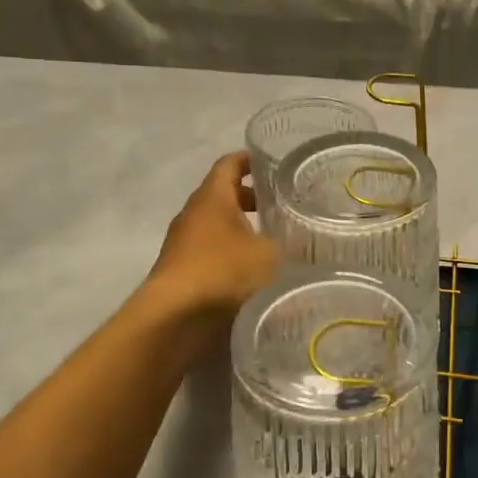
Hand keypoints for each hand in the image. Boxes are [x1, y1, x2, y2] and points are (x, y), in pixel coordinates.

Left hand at [147, 151, 278, 319]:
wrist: (173, 318)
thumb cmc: (222, 272)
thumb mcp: (269, 255)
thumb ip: (288, 244)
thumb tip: (304, 242)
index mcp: (212, 197)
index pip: (229, 164)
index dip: (250, 159)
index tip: (272, 162)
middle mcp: (193, 214)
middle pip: (223, 195)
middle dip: (252, 198)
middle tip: (282, 205)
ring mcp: (183, 244)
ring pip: (217, 226)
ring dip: (242, 229)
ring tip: (273, 240)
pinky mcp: (182, 271)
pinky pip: (211, 251)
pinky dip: (232, 253)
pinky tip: (253, 271)